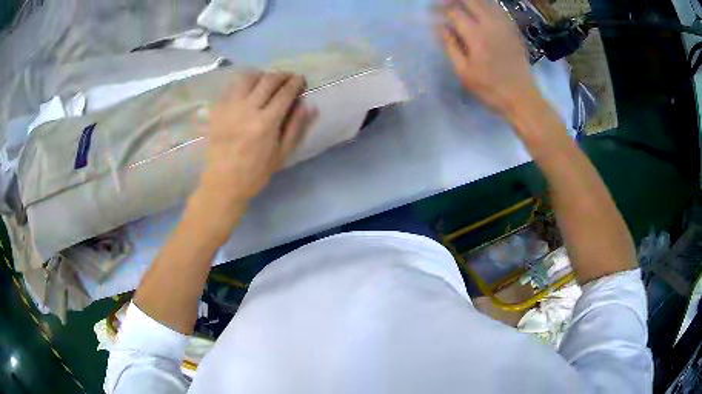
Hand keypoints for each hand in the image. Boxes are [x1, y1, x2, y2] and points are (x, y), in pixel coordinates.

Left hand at [196, 72, 315, 218]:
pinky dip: (243, 82)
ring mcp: (230, 107)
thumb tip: (309, 105)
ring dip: (261, 75)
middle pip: (267, 80)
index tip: (301, 79)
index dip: (295, 82)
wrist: (223, 182)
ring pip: (247, 78)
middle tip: (288, 77)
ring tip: (267, 80)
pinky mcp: (217, 109)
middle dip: (281, 75)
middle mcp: (247, 109)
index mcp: (266, 123)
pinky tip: (248, 89)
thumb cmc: (255, 172)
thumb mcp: (282, 154)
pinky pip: (231, 86)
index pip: (284, 93)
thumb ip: (296, 127)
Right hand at [437, 0, 538, 114]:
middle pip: (470, 0)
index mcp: (476, 35)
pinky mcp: (513, 30)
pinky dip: (486, 5)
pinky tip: (480, 10)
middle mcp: (490, 24)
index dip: (440, 9)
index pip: (453, 11)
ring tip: (460, 5)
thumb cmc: (490, 89)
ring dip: (470, 1)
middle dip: (454, 0)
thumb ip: (450, 46)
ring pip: (485, 2)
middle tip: (445, 6)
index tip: (431, 12)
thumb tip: (439, 26)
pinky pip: (498, 9)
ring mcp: (504, 25)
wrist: (522, 98)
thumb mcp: (464, 72)